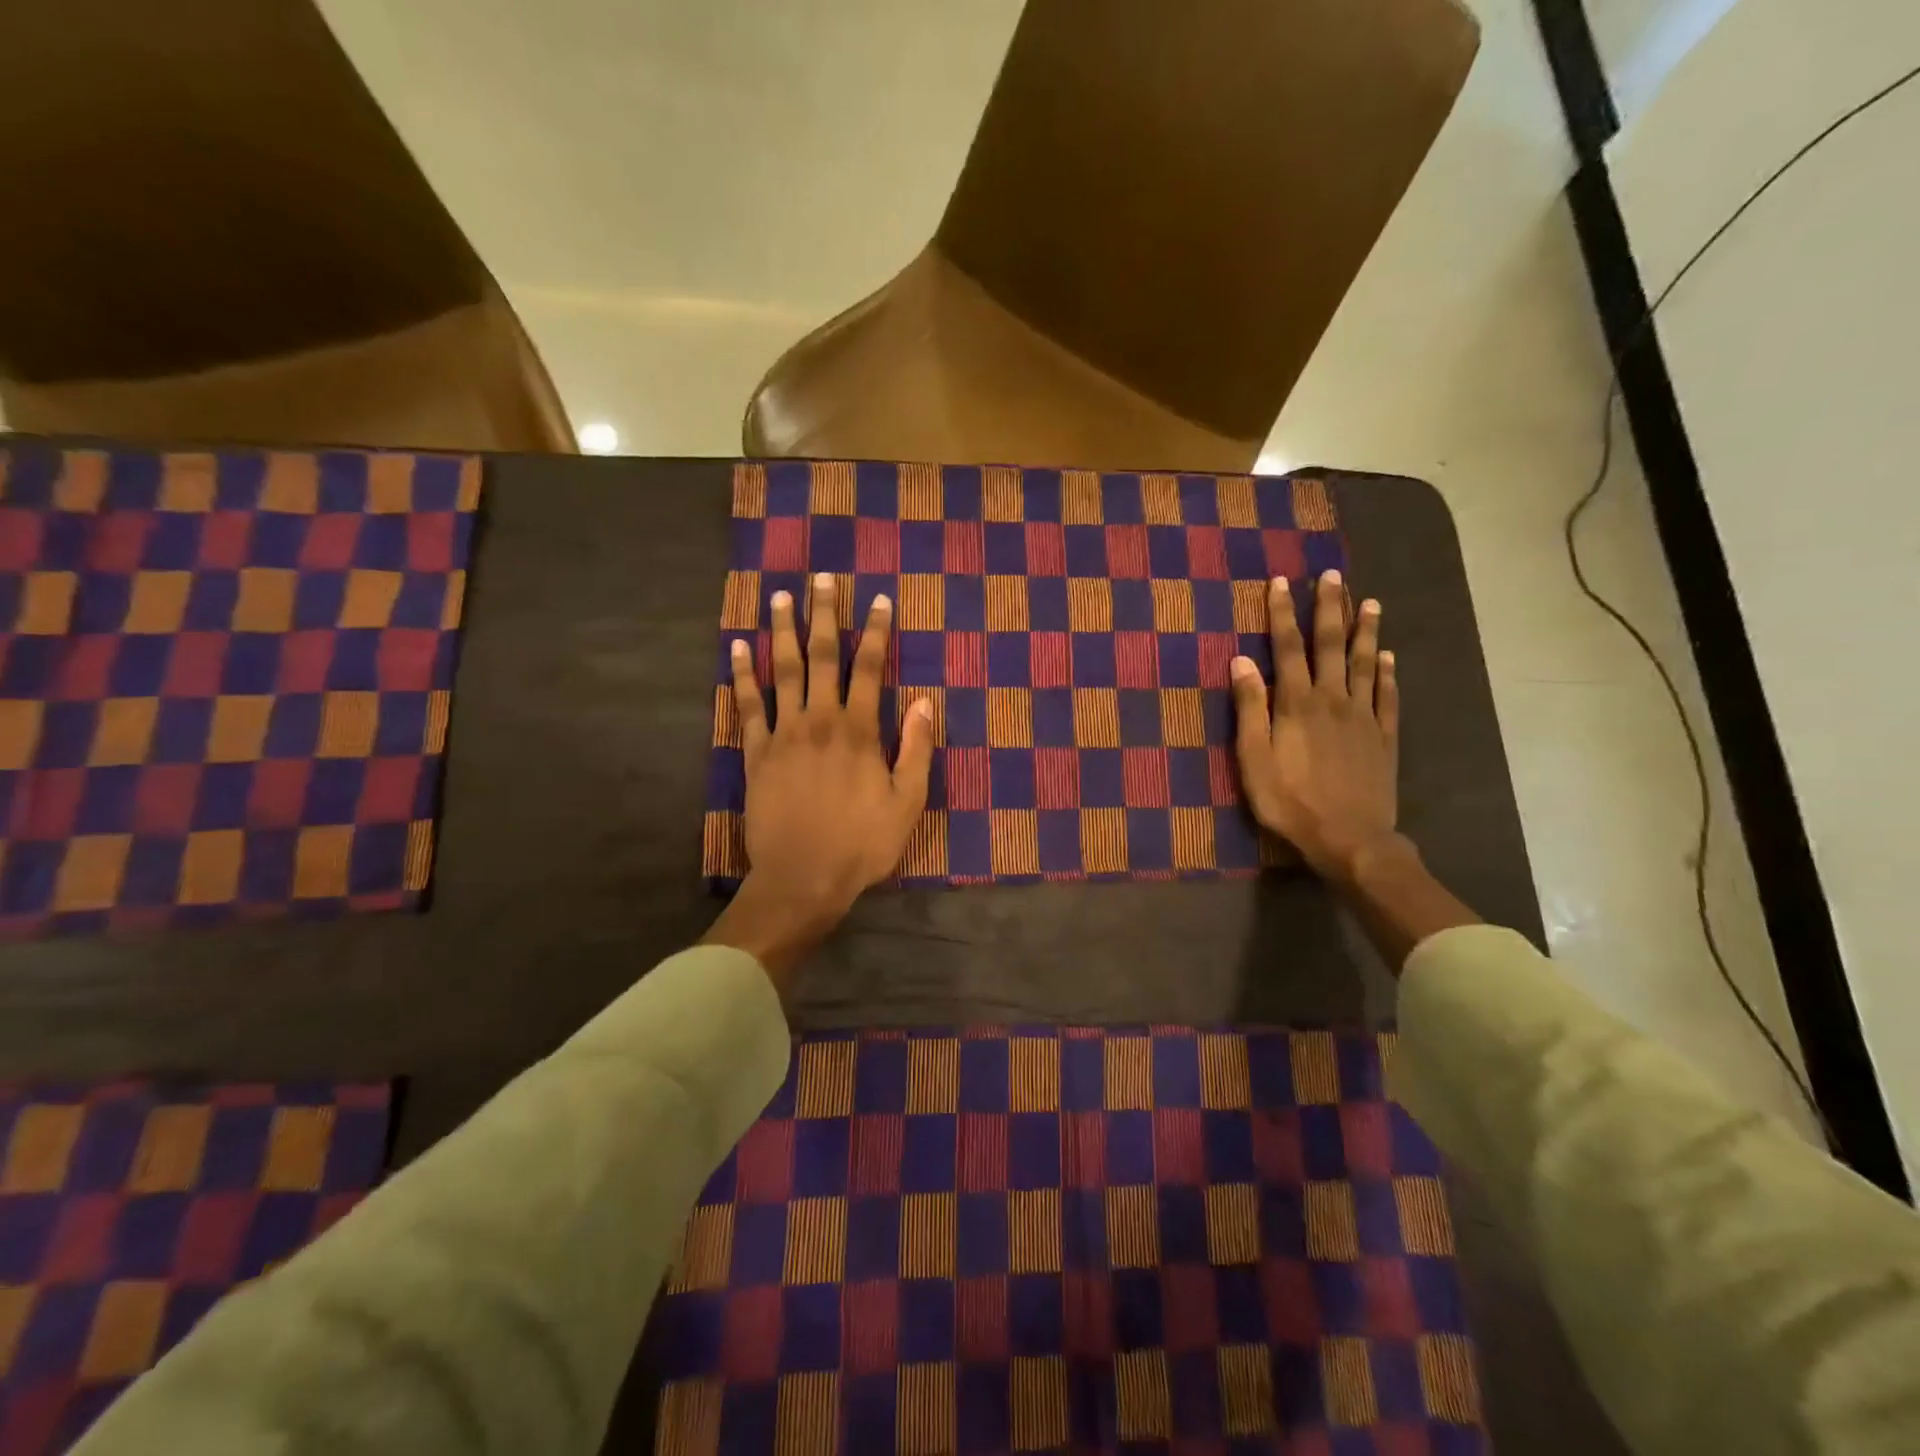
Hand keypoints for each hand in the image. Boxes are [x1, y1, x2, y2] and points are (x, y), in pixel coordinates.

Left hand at [705, 573, 934, 979]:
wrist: (802, 878)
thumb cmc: (861, 844)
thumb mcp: (907, 802)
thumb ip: (917, 748)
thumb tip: (925, 701)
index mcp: (859, 731)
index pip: (870, 668)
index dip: (876, 632)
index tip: (878, 600)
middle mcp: (819, 721)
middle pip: (822, 657)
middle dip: (825, 615)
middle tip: (822, 578)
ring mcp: (783, 734)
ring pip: (782, 671)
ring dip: (783, 631)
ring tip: (780, 596)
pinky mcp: (756, 753)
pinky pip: (748, 705)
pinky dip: (742, 674)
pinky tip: (738, 648)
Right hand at [1230, 571, 1399, 883]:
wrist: (1351, 838)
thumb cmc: (1291, 802)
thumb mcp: (1254, 759)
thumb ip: (1249, 708)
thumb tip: (1241, 661)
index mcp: (1297, 704)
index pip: (1288, 648)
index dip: (1282, 614)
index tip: (1280, 582)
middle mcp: (1333, 700)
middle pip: (1331, 645)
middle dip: (1329, 608)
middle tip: (1333, 575)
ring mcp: (1364, 717)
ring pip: (1364, 663)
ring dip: (1365, 631)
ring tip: (1369, 602)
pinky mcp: (1384, 737)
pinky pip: (1387, 696)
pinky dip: (1387, 673)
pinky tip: (1387, 657)